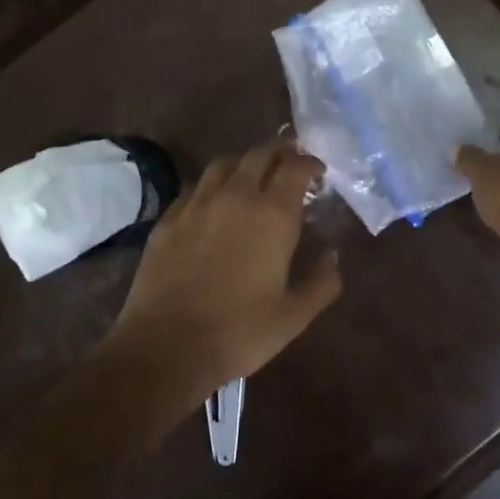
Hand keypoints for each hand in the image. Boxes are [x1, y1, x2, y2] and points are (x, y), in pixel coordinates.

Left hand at [108, 141, 340, 396]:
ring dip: (243, 162)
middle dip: (279, 152)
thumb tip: (332, 255)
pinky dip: (211, 185)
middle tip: (288, 164)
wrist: (167, 346)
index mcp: (272, 214)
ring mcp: (197, 204)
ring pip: (223, 164)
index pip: (295, 167)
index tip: (317, 172)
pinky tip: (212, 201)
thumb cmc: (240, 331)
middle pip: (259, 154)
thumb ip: (321, 281)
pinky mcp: (168, 218)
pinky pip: (194, 187)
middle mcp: (236, 196)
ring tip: (251, 174)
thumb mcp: (294, 316)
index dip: (310, 163)